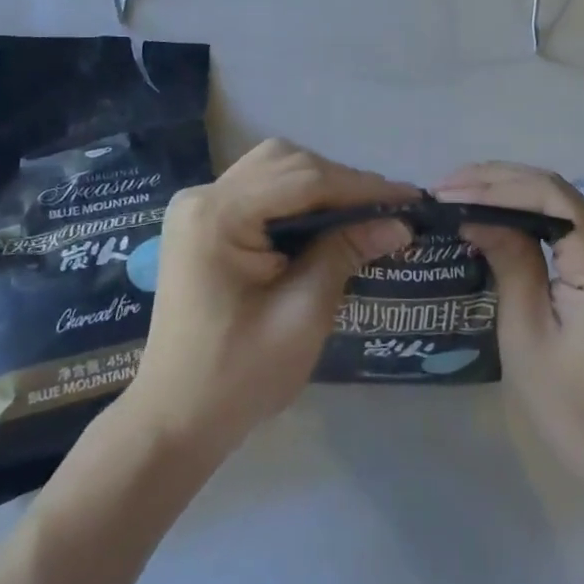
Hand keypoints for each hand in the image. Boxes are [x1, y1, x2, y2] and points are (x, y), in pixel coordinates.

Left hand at [122, 140, 414, 454]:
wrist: (174, 420)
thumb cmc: (238, 377)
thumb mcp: (302, 315)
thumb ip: (345, 254)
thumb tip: (398, 223)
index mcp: (217, 216)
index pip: (303, 180)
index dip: (360, 187)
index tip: (408, 198)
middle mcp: (202, 196)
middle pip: (286, 163)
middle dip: (340, 182)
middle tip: (387, 209)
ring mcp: (198, 206)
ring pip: (275, 169)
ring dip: (321, 185)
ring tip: (362, 213)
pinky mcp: (204, 221)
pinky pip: (260, 190)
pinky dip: (297, 198)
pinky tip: (325, 220)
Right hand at [436, 162, 583, 483]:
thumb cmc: (570, 401)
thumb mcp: (526, 330)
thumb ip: (508, 259)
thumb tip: (474, 214)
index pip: (547, 196)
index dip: (493, 186)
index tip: (446, 192)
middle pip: (554, 190)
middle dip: (495, 182)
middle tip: (444, 188)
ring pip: (560, 199)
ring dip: (508, 191)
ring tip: (459, 192)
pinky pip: (567, 220)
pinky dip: (528, 210)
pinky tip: (493, 210)